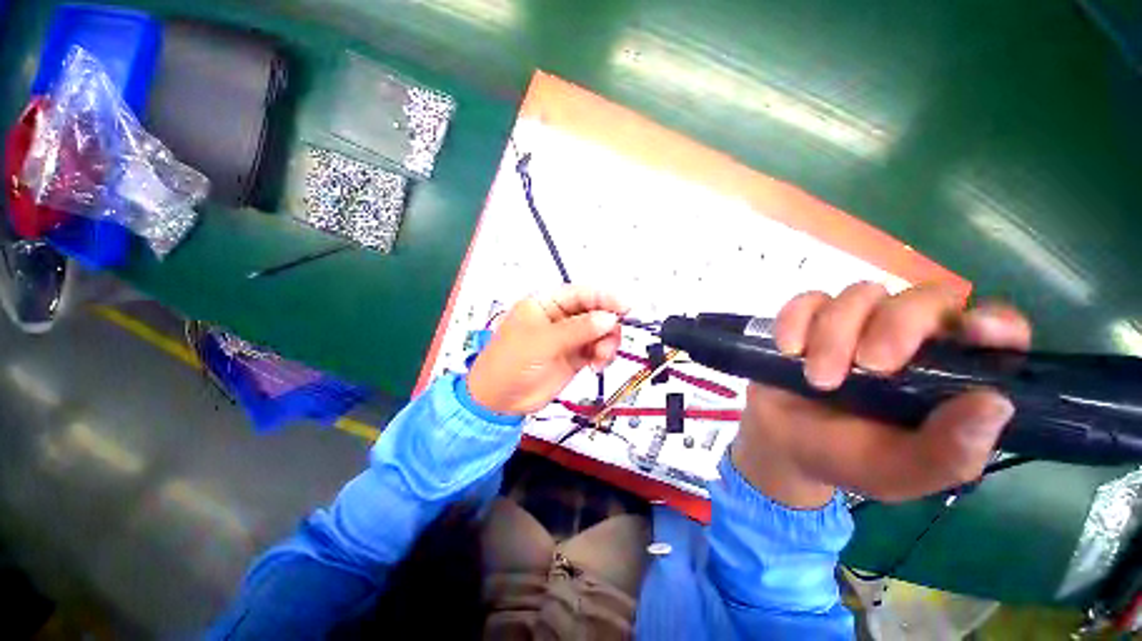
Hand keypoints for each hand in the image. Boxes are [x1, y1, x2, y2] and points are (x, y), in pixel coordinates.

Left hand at [467, 287, 627, 415]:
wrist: (500, 400)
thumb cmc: (510, 362)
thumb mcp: (542, 341)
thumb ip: (577, 329)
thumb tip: (608, 318)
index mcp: (547, 303)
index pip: (581, 293)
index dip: (604, 298)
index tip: (624, 306)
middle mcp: (560, 317)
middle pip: (595, 312)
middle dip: (607, 324)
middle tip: (609, 339)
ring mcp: (569, 337)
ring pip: (600, 332)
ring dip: (607, 342)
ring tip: (600, 357)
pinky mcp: (575, 356)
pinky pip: (597, 349)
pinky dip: (603, 355)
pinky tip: (597, 365)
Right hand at [732, 282, 1030, 507]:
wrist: (782, 444)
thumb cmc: (848, 459)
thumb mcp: (902, 471)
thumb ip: (950, 451)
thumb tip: (995, 402)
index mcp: (949, 376)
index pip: (996, 330)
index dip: (995, 322)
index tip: (974, 332)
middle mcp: (909, 339)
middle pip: (924, 298)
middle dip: (896, 327)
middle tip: (869, 366)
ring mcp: (856, 324)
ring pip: (861, 294)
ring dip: (835, 334)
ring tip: (817, 379)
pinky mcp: (810, 320)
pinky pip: (808, 300)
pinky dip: (796, 321)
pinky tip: (790, 351)